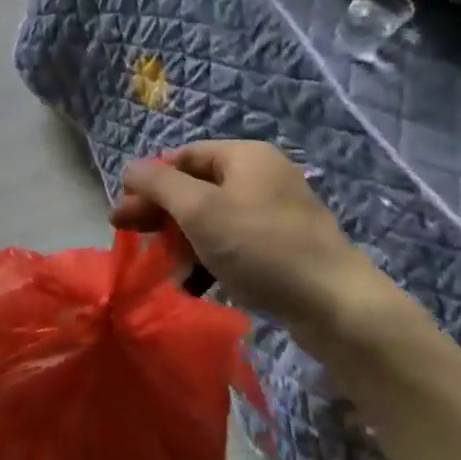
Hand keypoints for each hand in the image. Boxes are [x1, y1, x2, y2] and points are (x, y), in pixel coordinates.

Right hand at [111, 141, 375, 326]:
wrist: (336, 304)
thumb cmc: (260, 246)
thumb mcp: (198, 210)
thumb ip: (158, 184)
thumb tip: (130, 169)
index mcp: (244, 155)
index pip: (182, 156)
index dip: (149, 181)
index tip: (124, 212)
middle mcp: (261, 175)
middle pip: (194, 186)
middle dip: (159, 212)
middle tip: (127, 234)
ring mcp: (275, 212)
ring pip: (211, 217)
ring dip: (180, 238)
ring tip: (162, 264)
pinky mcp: (283, 246)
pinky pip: (233, 241)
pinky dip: (208, 255)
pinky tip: (192, 280)